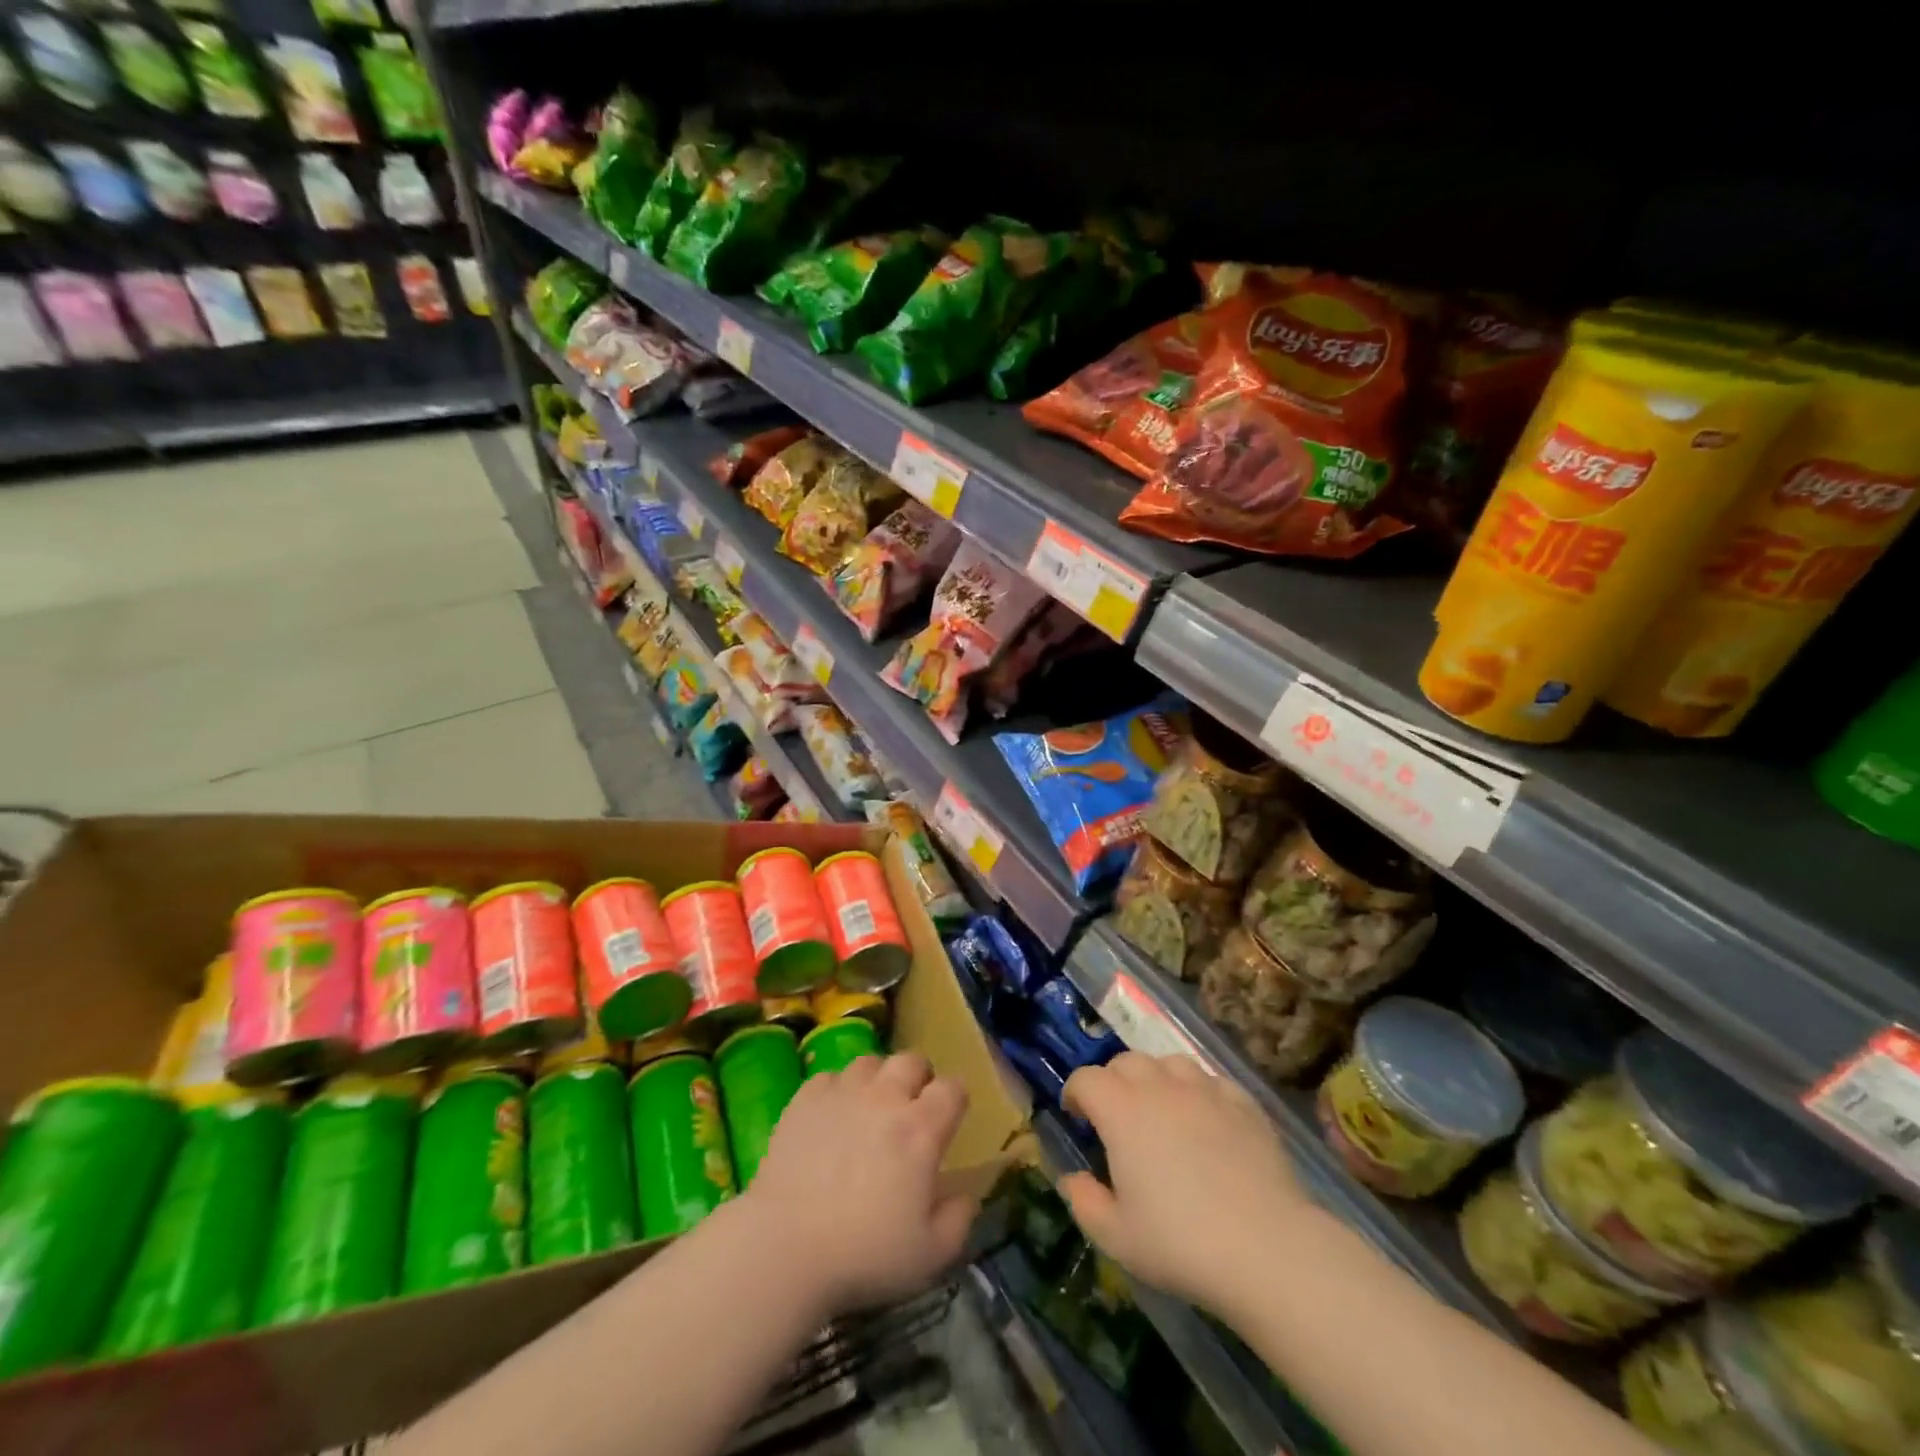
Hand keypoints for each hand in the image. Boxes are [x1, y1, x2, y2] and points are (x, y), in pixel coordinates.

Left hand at [742, 1051, 975, 1318]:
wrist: (785, 1247)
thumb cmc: (864, 1255)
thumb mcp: (930, 1255)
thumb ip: (958, 1220)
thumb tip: (966, 1194)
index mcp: (921, 1130)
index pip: (953, 1089)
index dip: (955, 1100)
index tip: (948, 1120)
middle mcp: (885, 1098)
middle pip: (911, 1061)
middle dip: (918, 1078)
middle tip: (910, 1108)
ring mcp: (843, 1093)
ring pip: (870, 1062)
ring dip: (877, 1080)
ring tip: (870, 1107)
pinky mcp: (805, 1099)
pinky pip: (829, 1077)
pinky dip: (836, 1091)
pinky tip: (831, 1117)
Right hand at [1059, 1053, 1316, 1312]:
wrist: (1266, 1248)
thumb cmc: (1181, 1243)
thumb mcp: (1117, 1237)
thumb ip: (1084, 1202)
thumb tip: (1073, 1178)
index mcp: (1121, 1111)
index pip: (1086, 1078)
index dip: (1076, 1092)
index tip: (1078, 1116)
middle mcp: (1159, 1087)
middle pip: (1126, 1061)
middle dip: (1113, 1081)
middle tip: (1117, 1116)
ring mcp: (1204, 1090)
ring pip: (1170, 1062)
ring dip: (1156, 1078)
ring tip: (1161, 1110)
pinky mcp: (1242, 1103)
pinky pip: (1211, 1081)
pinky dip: (1199, 1092)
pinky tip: (1205, 1120)